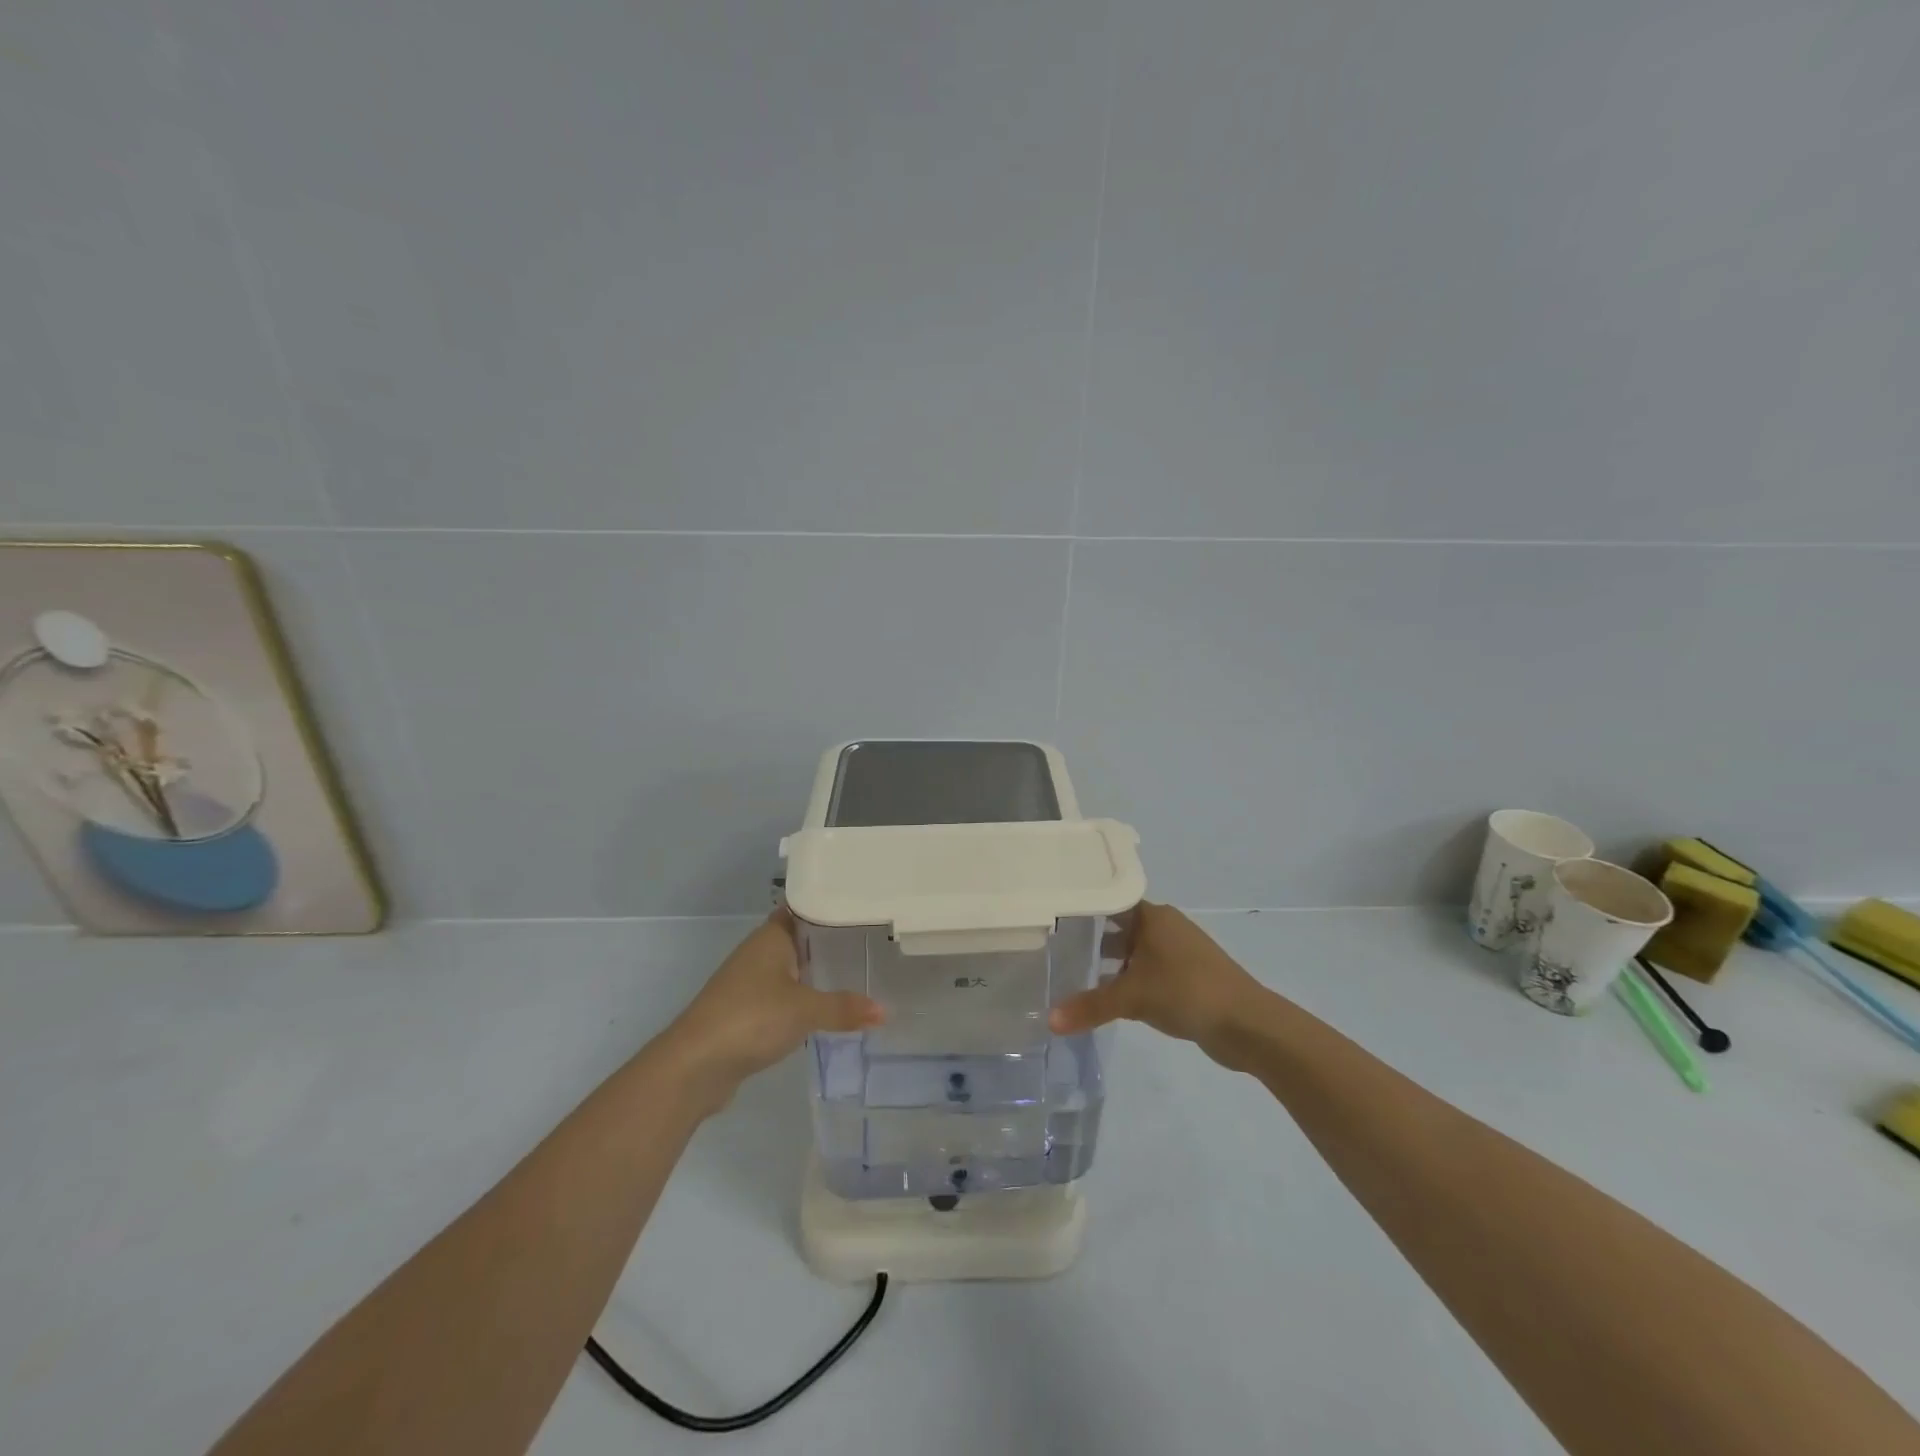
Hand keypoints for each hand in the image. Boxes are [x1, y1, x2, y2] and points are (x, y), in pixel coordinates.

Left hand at [663, 910, 883, 1103]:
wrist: (694, 1065)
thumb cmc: (751, 1018)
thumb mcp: (805, 1010)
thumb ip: (844, 1008)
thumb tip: (884, 1010)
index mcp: (771, 937)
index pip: (804, 909)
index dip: (830, 907)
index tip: (862, 909)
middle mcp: (758, 953)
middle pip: (800, 939)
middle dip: (831, 943)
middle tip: (873, 943)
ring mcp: (749, 983)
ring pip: (791, 969)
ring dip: (816, 973)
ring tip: (858, 974)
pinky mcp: (745, 1011)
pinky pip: (782, 996)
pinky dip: (802, 1000)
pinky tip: (826, 1010)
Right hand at [1048, 903, 1264, 1063]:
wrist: (1247, 1023)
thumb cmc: (1186, 992)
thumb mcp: (1132, 998)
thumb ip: (1090, 1006)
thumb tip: (1049, 1021)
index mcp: (1152, 916)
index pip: (1108, 901)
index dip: (1081, 908)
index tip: (1050, 916)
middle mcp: (1165, 926)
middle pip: (1119, 925)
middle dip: (1090, 937)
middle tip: (1054, 947)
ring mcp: (1178, 951)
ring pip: (1133, 950)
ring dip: (1110, 961)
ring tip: (1074, 973)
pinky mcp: (1187, 975)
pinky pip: (1147, 969)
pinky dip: (1128, 978)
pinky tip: (1109, 995)